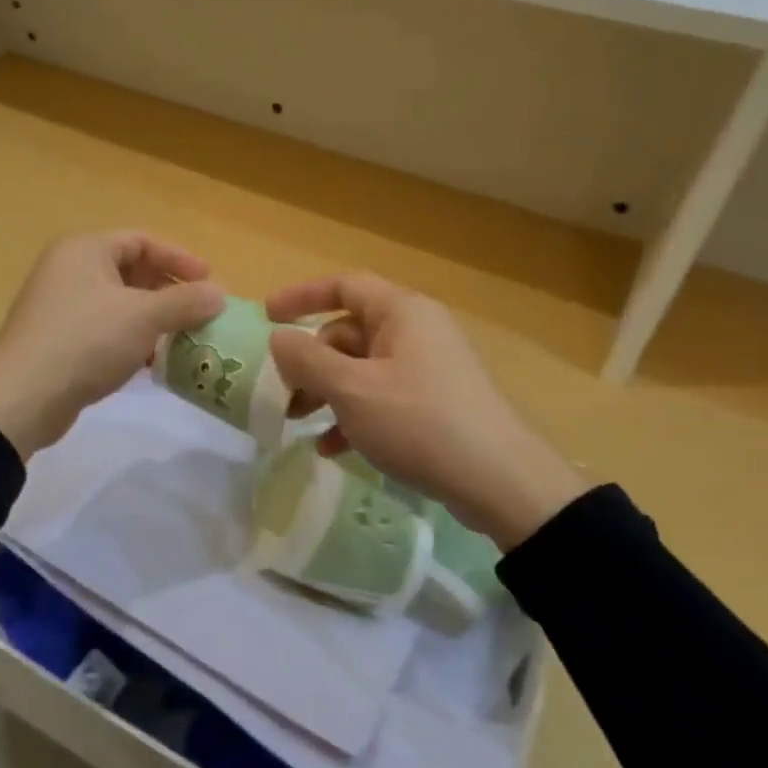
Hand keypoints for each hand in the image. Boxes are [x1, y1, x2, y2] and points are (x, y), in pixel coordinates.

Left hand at [0, 231, 224, 459]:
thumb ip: (185, 302)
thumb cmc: (86, 341)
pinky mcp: (57, 340)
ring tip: (181, 339)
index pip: (142, 241)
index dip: (180, 258)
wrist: (23, 397)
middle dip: (168, 291)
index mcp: (85, 250)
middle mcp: (68, 270)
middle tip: (199, 311)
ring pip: (118, 303)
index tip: (210, 282)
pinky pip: (104, 329)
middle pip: (130, 270)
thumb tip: (221, 294)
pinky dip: (130, 339)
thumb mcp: (143, 317)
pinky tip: (150, 362)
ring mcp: (59, 306)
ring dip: (152, 318)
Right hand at [266, 273, 590, 549]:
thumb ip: (307, 360)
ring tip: (298, 423)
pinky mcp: (434, 403)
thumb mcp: (352, 390)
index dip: (302, 296)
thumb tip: (279, 339)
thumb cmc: (419, 421)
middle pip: (349, 332)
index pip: (344, 286)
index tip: (267, 316)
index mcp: (401, 312)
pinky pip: (382, 397)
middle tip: (282, 393)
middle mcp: (416, 331)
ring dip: (327, 392)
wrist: (500, 481)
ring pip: (362, 368)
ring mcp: (428, 368)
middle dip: (310, 362)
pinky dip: (353, 415)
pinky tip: (331, 448)